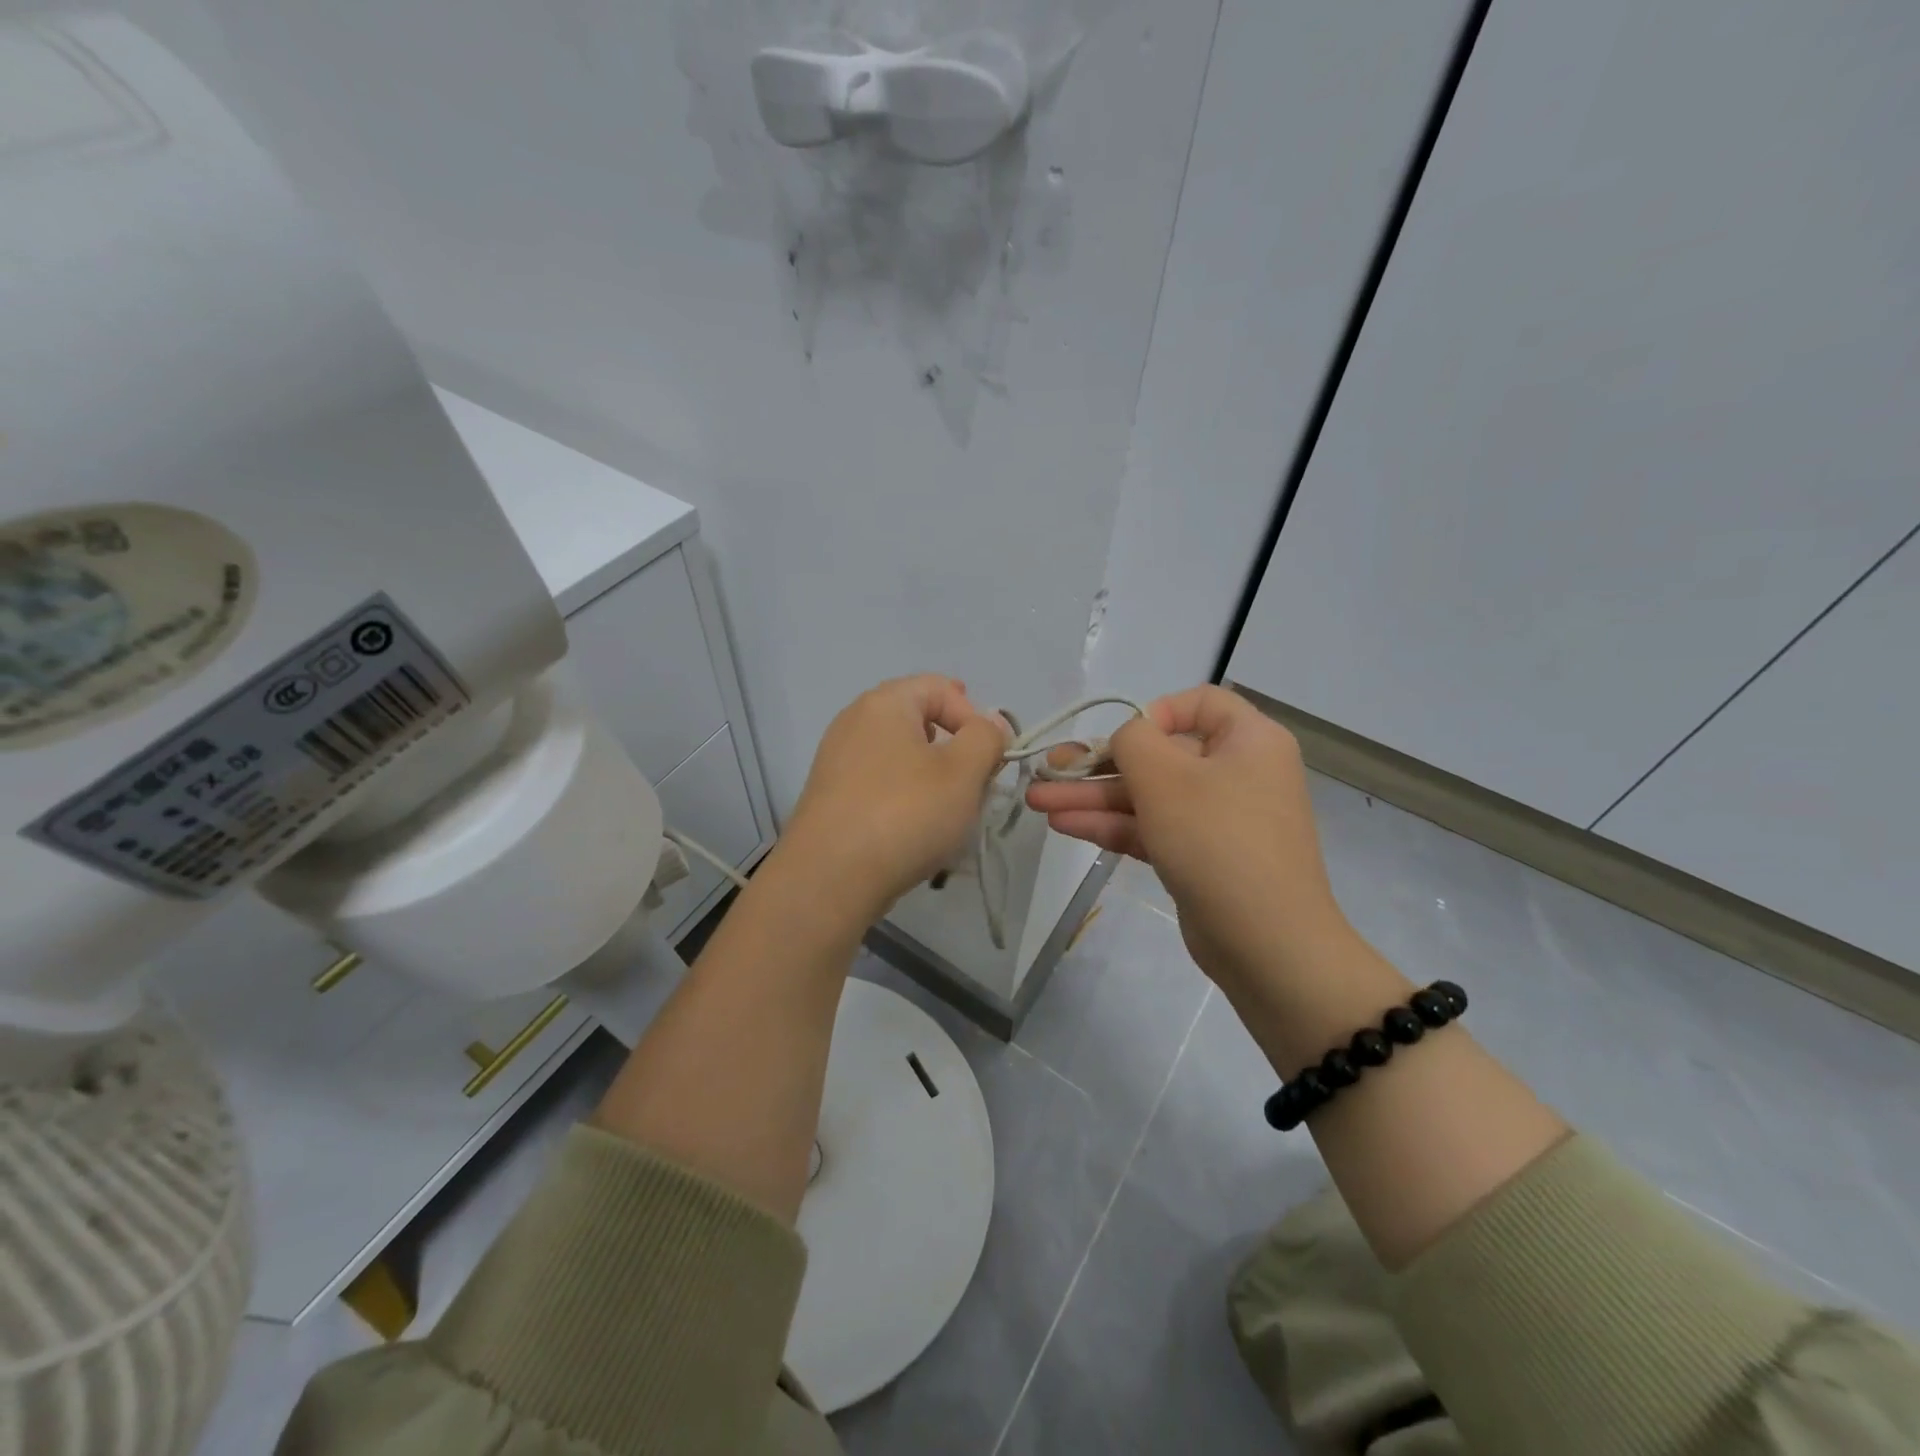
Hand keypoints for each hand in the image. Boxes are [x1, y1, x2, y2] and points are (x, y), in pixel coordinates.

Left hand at [779, 675, 1007, 919]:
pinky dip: (905, 800)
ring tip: (949, 814)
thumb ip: (986, 738)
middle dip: (955, 750)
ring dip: (933, 779)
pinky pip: (880, 785)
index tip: (990, 759)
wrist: (830, 878)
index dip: (975, 717)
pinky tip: (916, 832)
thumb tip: (989, 724)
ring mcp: (837, 760)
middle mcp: (854, 722)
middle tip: (974, 785)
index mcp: (884, 703)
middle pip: (919, 721)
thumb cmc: (905, 813)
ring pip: (901, 757)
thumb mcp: (963, 771)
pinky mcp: (832, 797)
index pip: (941, 687)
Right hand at [1026, 686, 1354, 1000]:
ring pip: (1148, 797)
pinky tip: (1063, 825)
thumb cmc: (1217, 839)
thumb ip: (1132, 741)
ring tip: (1037, 802)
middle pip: (1159, 756)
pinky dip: (1112, 825)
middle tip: (1047, 770)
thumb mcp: (1165, 776)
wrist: (1265, 942)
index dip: (1154, 712)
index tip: (1123, 738)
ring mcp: (1217, 820)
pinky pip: (1152, 828)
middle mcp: (1236, 773)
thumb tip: (1125, 741)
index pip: (1200, 703)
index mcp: (1248, 740)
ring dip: (1093, 797)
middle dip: (1098, 765)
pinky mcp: (1199, 858)